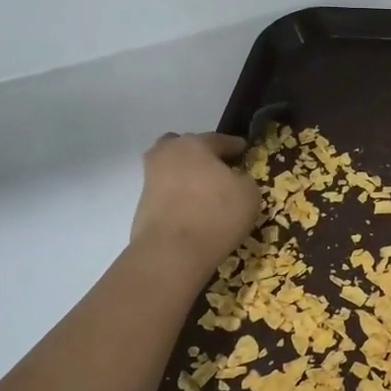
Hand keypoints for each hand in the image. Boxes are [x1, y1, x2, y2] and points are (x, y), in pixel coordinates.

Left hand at [130, 133, 260, 280]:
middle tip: (216, 168)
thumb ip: (243, 179)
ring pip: (172, 169)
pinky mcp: (142, 204)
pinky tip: (192, 210)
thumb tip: (233, 179)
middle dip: (200, 154)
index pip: (218, 139)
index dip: (234, 145)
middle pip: (185, 147)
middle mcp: (167, 154)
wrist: (172, 252)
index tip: (243, 148)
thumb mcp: (248, 193)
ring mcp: (151, 179)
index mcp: (194, 144)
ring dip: (186, 176)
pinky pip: (166, 192)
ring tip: (203, 192)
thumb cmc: (216, 214)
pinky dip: (178, 197)